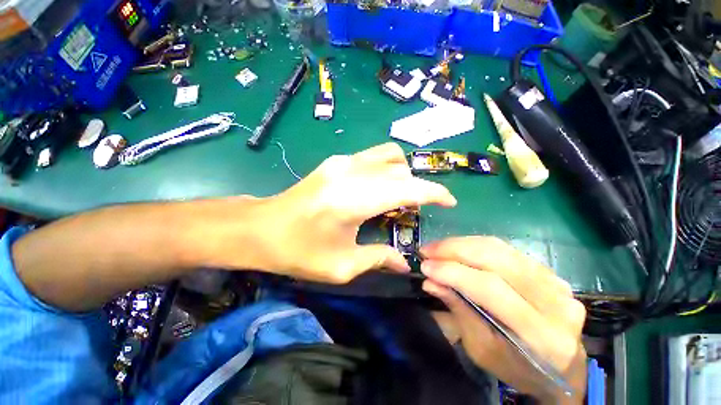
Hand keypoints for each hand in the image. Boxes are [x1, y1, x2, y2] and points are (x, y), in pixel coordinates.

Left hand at [214, 143, 455, 282]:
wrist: (261, 228)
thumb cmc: (298, 250)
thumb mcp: (341, 265)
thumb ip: (378, 259)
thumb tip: (405, 262)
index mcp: (354, 199)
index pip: (407, 188)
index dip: (434, 193)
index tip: (449, 202)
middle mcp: (352, 172)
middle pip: (401, 171)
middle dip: (420, 187)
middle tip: (421, 208)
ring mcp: (343, 161)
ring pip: (389, 155)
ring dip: (404, 173)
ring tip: (402, 196)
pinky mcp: (336, 160)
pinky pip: (373, 156)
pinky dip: (388, 168)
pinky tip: (381, 187)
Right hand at [420, 237, 586, 403]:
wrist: (562, 369)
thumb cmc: (518, 368)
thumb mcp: (482, 350)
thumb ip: (459, 311)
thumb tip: (430, 282)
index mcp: (541, 335)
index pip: (490, 289)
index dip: (453, 272)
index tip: (425, 266)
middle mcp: (555, 303)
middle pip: (497, 260)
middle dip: (454, 249)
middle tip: (427, 250)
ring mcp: (557, 283)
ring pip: (500, 249)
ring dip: (462, 243)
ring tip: (437, 247)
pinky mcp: (550, 272)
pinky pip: (506, 250)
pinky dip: (476, 245)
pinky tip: (458, 249)